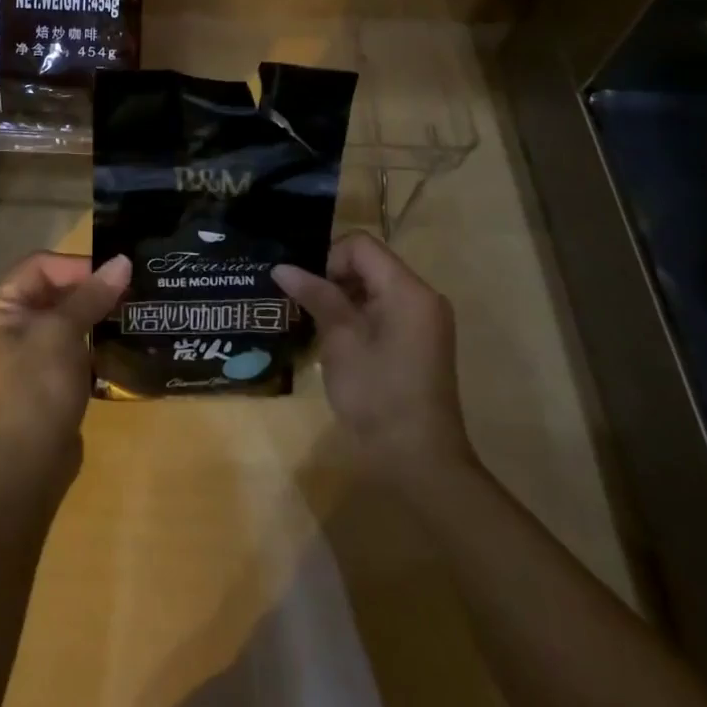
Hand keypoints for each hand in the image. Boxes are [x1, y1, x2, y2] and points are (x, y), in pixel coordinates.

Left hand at [0, 252, 130, 483]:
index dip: (78, 266)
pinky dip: (90, 340)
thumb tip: (122, 260)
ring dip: (93, 314)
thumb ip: (92, 295)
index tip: (115, 275)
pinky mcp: (42, 378)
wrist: (26, 467)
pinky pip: (68, 345)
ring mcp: (23, 353)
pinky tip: (117, 342)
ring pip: (63, 318)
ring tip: (129, 312)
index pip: (40, 266)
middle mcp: (5, 325)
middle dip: (89, 289)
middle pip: (52, 290)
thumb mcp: (64, 333)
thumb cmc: (37, 387)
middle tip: (129, 291)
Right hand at [272, 231, 474, 493]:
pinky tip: (340, 342)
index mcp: (408, 290)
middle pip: (369, 262)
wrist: (419, 461)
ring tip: (320, 327)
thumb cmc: (377, 395)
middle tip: (310, 309)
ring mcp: (424, 320)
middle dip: (334, 278)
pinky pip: (385, 308)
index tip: (312, 292)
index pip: (360, 245)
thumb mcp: (340, 340)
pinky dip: (359, 315)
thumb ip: (315, 296)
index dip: (329, 259)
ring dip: (344, 298)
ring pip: (374, 285)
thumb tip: (282, 267)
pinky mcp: (420, 340)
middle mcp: (422, 296)